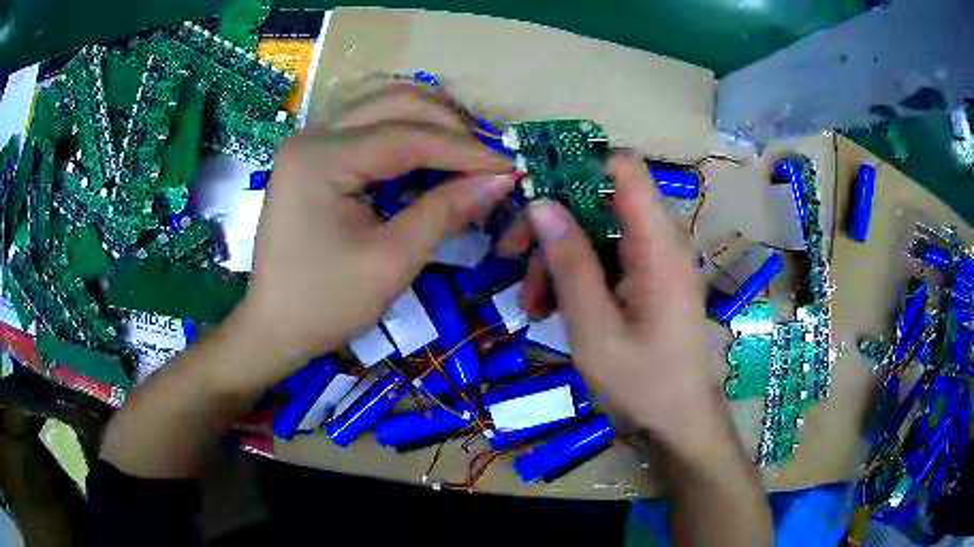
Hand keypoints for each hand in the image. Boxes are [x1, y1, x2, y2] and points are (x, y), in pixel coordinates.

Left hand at [230, 84, 513, 387]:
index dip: (464, 150)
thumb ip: (445, 211)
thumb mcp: (392, 261)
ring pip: (383, 107)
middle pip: (395, 104)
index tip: (509, 165)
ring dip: (431, 122)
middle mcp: (312, 135)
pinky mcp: (314, 156)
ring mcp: (310, 142)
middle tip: (490, 158)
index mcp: (321, 158)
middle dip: (450, 127)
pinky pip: (369, 128)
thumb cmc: (326, 303)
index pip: (407, 136)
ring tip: (469, 152)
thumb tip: (499, 179)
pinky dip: (407, 134)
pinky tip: (433, 154)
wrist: (274, 327)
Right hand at [521, 152, 719, 449]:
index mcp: (658, 246)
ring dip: (558, 256)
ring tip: (531, 302)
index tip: (533, 190)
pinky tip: (551, 306)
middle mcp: (661, 240)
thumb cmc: (643, 383)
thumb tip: (540, 203)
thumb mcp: (594, 330)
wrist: (679, 419)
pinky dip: (575, 273)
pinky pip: (606, 256)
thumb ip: (570, 264)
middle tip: (512, 256)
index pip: (624, 169)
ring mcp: (655, 258)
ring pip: (596, 230)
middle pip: (600, 200)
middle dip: (553, 223)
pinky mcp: (648, 276)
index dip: (578, 165)